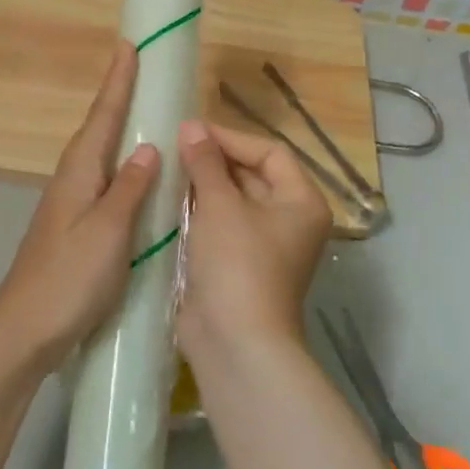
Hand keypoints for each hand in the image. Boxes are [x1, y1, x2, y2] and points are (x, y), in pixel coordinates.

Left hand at [0, 41, 158, 375]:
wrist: (24, 329)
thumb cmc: (69, 278)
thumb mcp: (108, 232)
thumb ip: (129, 189)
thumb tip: (149, 146)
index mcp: (78, 173)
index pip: (102, 116)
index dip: (117, 82)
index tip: (128, 45)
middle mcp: (70, 180)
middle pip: (97, 129)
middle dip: (117, 98)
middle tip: (139, 69)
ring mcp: (68, 204)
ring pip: (98, 155)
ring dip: (117, 128)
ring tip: (142, 111)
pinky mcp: (72, 227)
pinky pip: (101, 181)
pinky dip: (118, 165)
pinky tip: (132, 176)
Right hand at [174, 120, 330, 358]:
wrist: (235, 342)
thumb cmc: (237, 263)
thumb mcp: (220, 205)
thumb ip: (205, 162)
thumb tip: (191, 126)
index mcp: (301, 201)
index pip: (270, 152)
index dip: (231, 137)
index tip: (191, 131)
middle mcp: (289, 220)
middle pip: (253, 175)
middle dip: (214, 160)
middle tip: (174, 146)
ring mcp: (264, 245)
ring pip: (234, 201)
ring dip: (204, 185)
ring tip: (168, 168)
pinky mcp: (239, 265)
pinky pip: (221, 225)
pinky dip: (200, 211)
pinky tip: (169, 201)